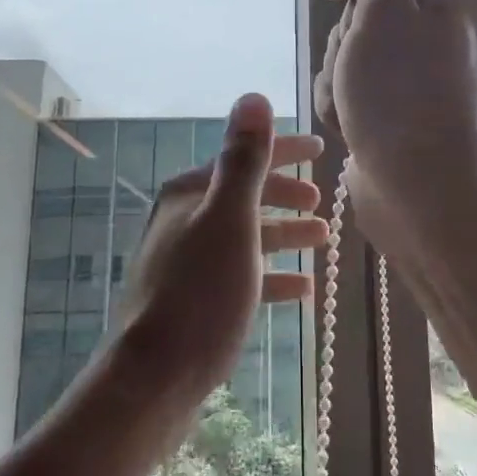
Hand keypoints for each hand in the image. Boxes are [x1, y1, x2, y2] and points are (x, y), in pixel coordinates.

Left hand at [113, 94, 327, 399]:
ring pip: (246, 236)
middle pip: (245, 196)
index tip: (320, 149)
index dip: (284, 151)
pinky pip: (241, 275)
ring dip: (283, 233)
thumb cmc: (200, 290)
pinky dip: (270, 275)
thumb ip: (244, 159)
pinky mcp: (194, 299)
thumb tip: (253, 98)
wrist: (154, 378)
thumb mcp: (230, 218)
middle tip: (320, 200)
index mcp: (190, 193)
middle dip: (284, 194)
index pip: (244, 157)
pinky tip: (301, 287)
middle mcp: (184, 219)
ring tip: (321, 237)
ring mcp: (187, 261)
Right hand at [314, 0, 476, 262]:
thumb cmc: (400, 91)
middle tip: (354, 61)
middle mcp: (449, 27)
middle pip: (375, 1)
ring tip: (350, 101)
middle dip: (348, 31)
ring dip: (342, 69)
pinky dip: (348, 98)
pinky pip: (363, 83)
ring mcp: (427, 71)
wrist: (420, 188)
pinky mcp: (406, 105)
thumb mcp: (384, 11)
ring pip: (361, 45)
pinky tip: (351, 123)